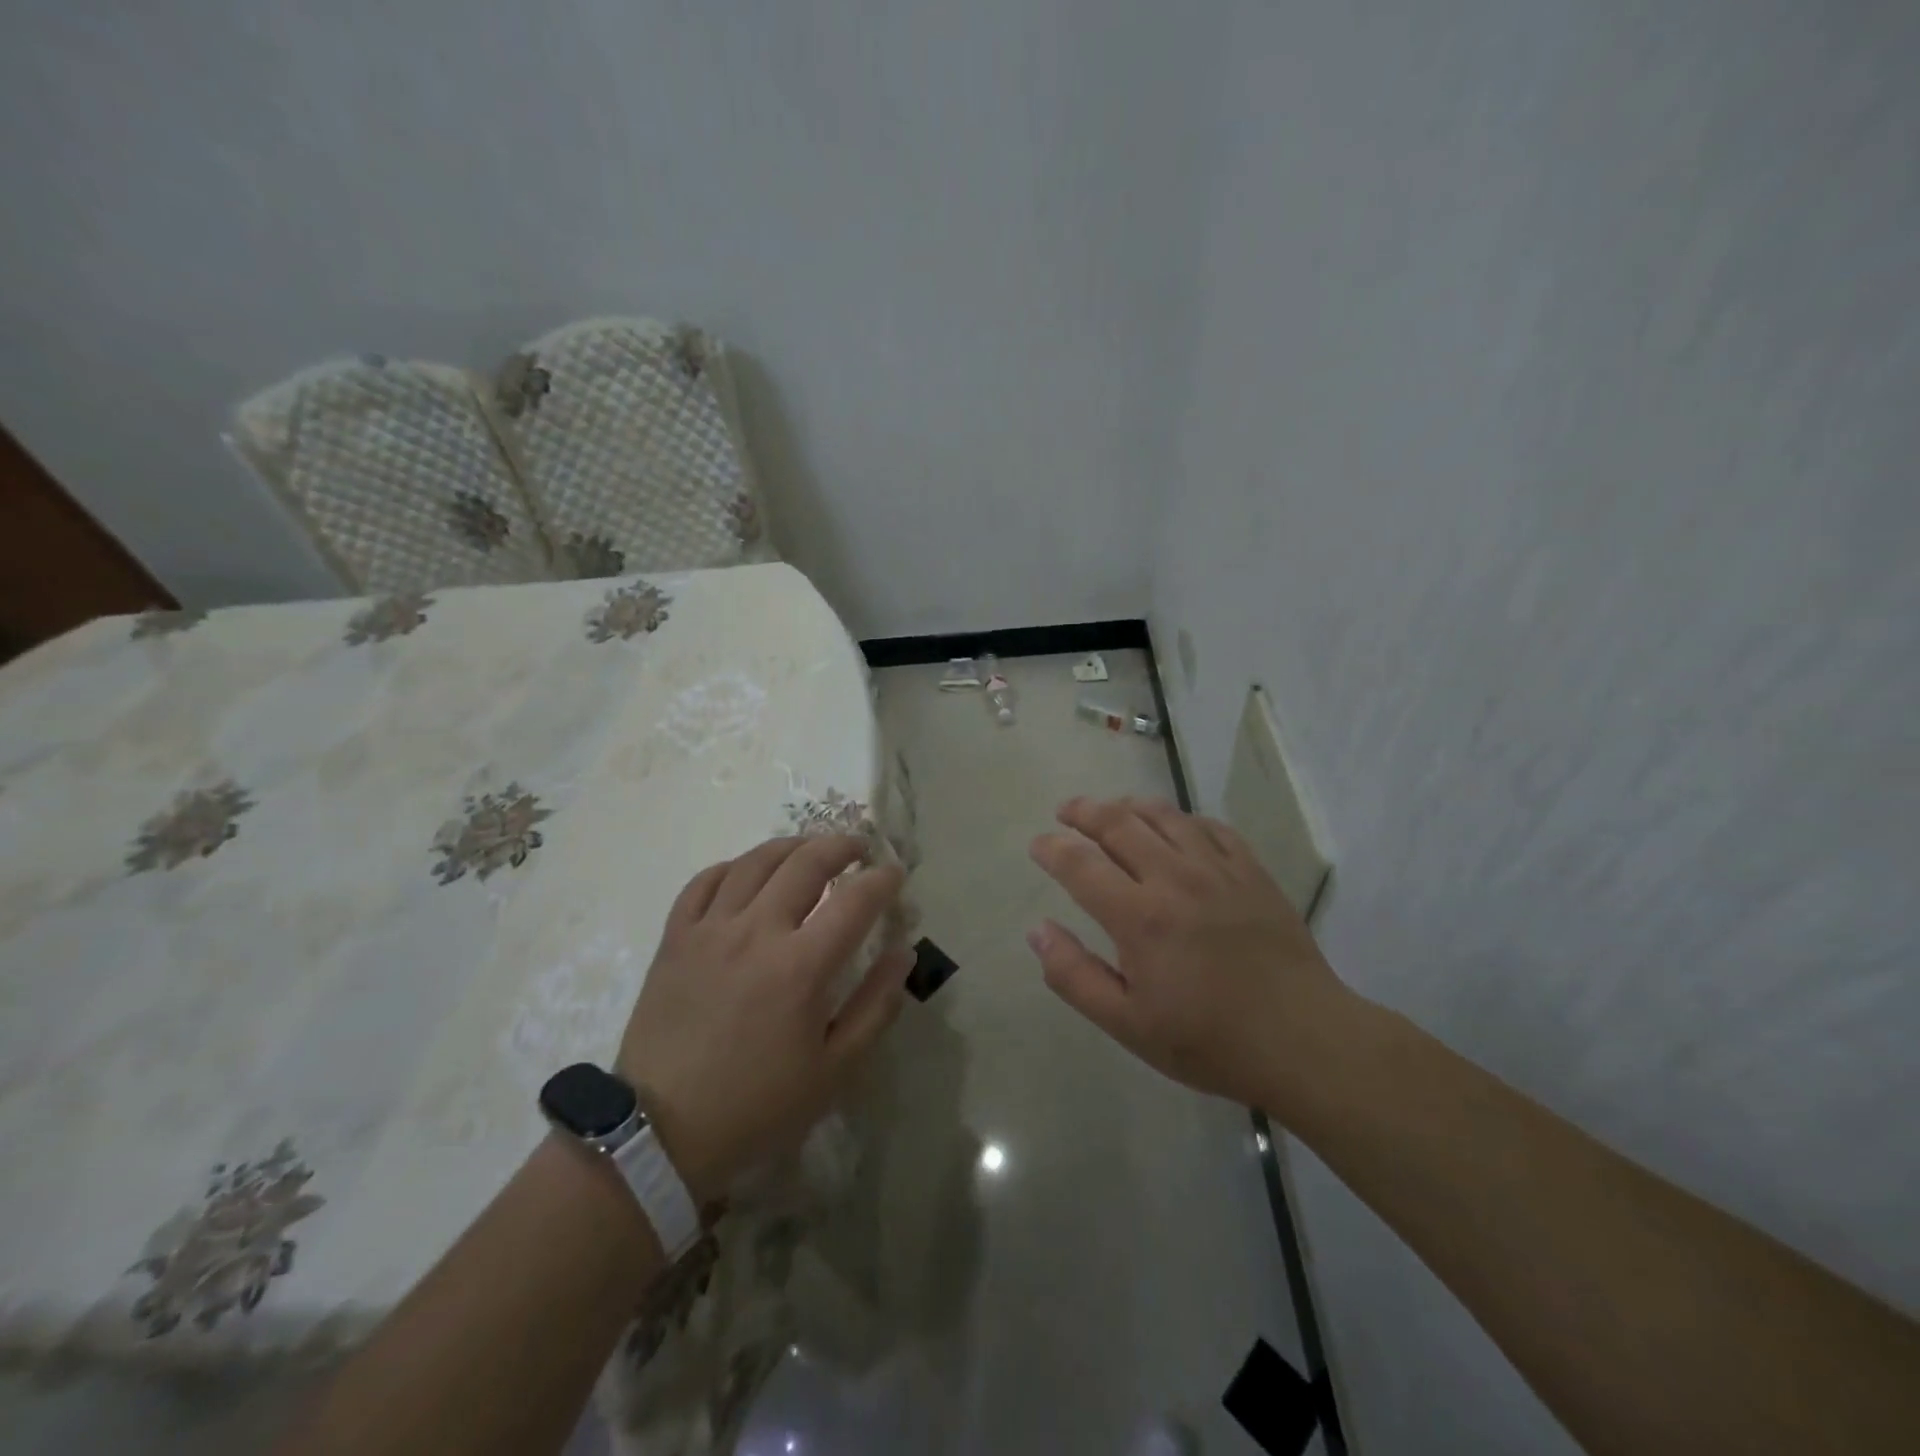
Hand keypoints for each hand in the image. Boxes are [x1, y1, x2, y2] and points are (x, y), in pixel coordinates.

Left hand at [617, 835, 909, 1204]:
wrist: (659, 1133)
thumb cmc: (756, 1106)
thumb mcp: (833, 1070)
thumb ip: (875, 1006)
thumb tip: (903, 954)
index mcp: (801, 966)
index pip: (855, 900)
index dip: (882, 880)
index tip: (895, 874)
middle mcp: (756, 932)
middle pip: (806, 863)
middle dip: (841, 846)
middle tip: (859, 848)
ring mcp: (710, 929)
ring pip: (755, 862)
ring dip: (791, 846)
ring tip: (810, 849)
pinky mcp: (675, 938)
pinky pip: (704, 881)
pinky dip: (733, 867)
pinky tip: (747, 873)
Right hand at [1027, 796, 1352, 1110]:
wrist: (1304, 1040)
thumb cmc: (1209, 1040)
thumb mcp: (1127, 1024)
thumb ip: (1074, 975)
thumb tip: (1038, 931)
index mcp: (1138, 916)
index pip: (1080, 864)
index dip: (1052, 849)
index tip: (1038, 844)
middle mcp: (1173, 878)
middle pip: (1118, 823)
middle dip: (1084, 811)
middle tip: (1066, 811)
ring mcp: (1217, 869)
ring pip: (1164, 815)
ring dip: (1129, 805)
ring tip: (1112, 808)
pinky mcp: (1252, 871)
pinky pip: (1211, 827)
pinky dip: (1183, 819)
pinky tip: (1176, 826)